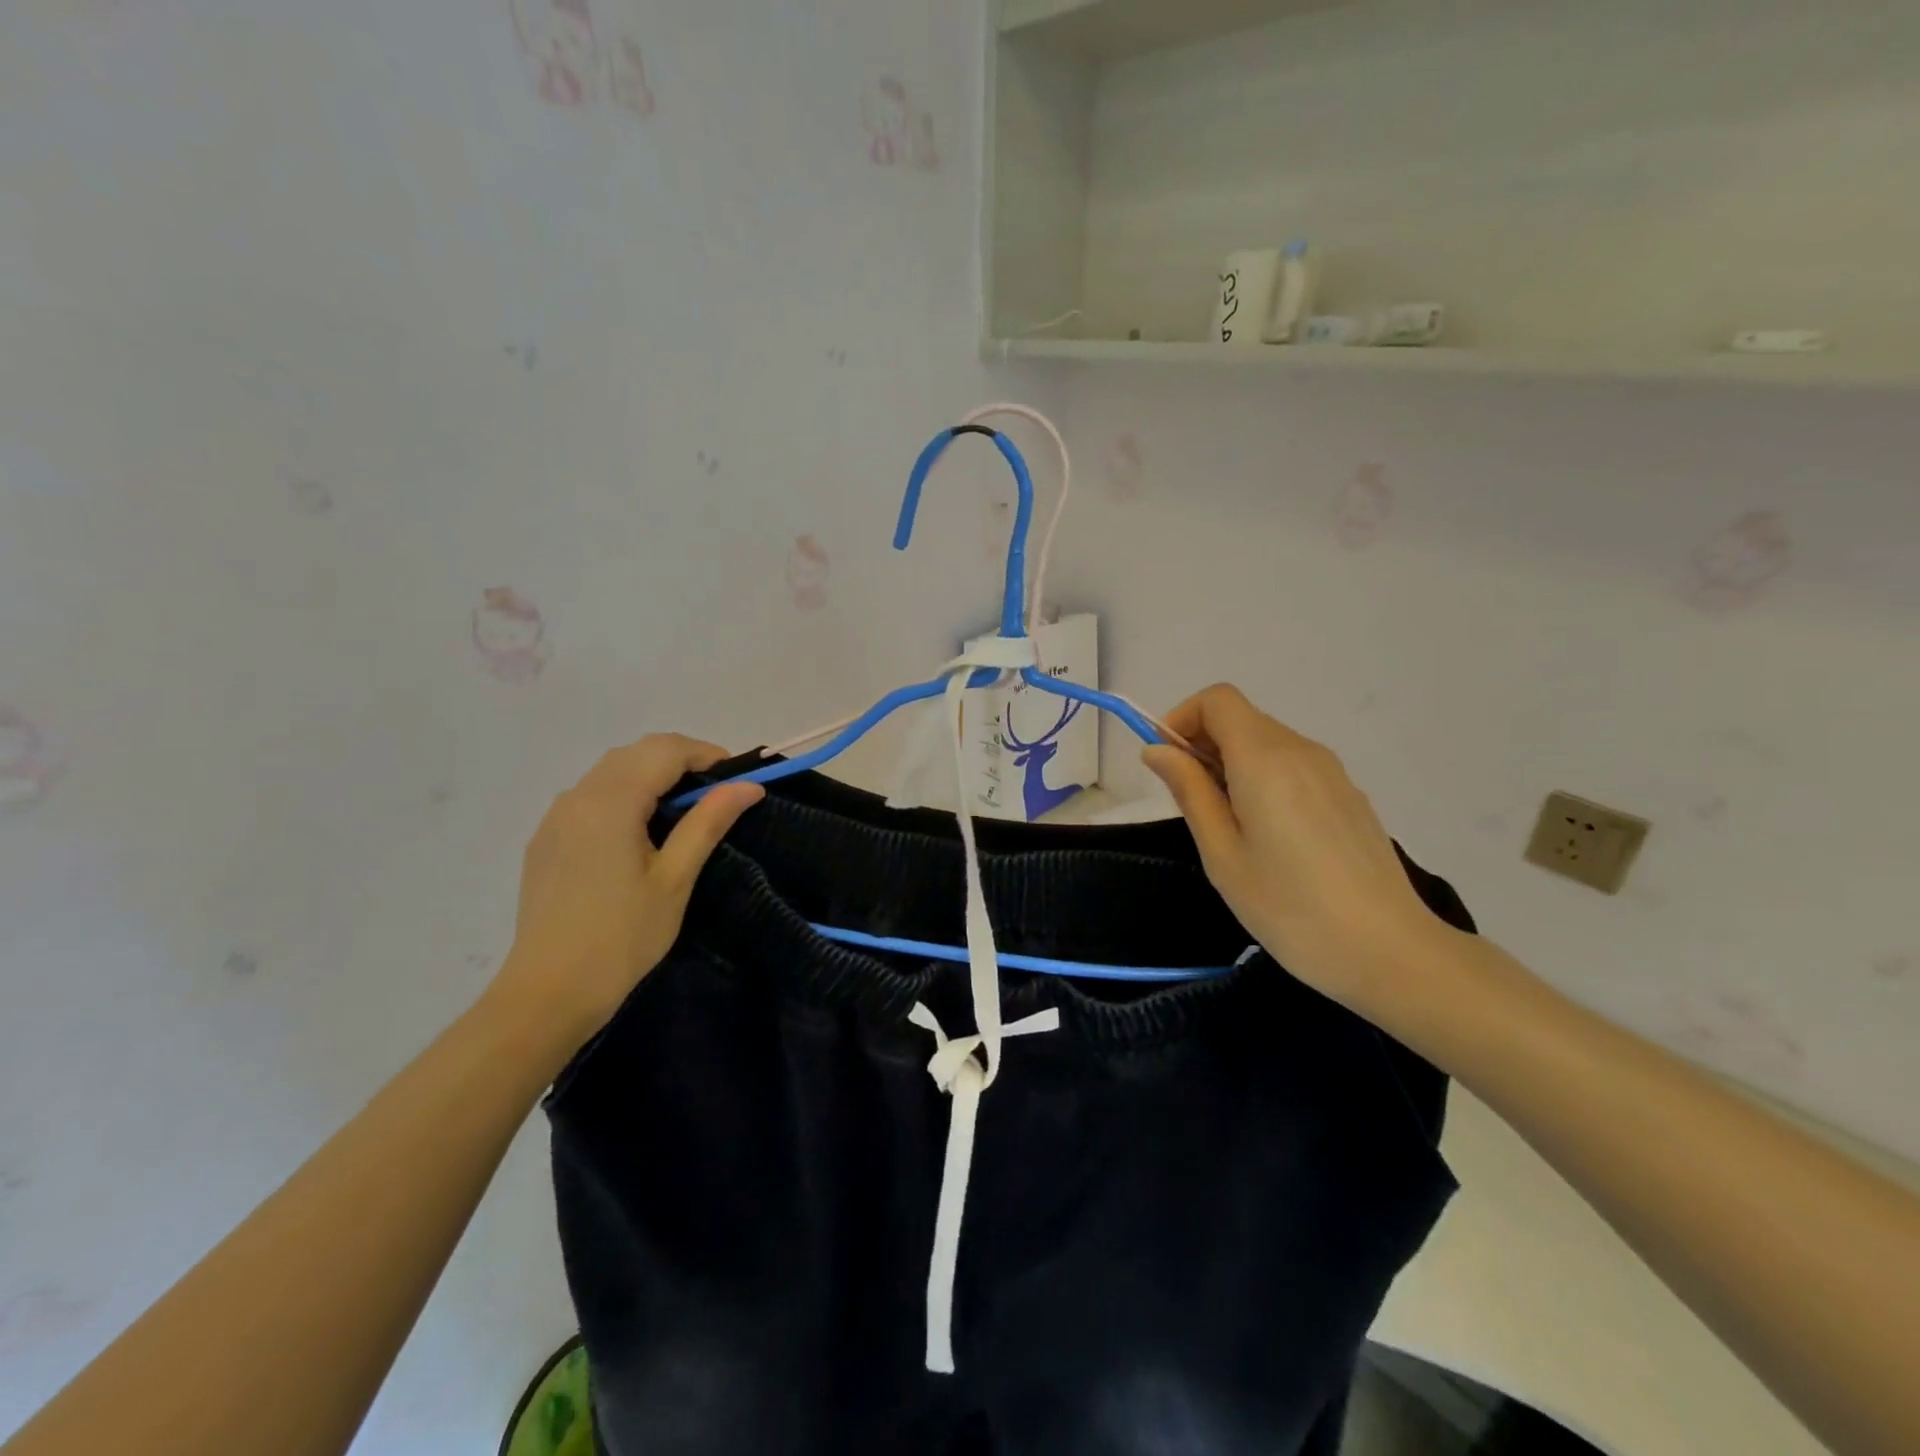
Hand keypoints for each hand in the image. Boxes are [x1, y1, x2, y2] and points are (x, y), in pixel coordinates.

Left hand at [485, 735, 762, 1051]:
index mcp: (610, 802)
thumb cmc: (622, 937)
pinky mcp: (546, 839)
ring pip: (611, 771)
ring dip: (651, 775)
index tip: (736, 780)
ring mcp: (555, 817)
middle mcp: (577, 797)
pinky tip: (640, 831)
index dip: (706, 754)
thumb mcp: (675, 878)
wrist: (548, 993)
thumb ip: (708, 822)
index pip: (665, 750)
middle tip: (716, 795)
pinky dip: (624, 794)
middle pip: (636, 753)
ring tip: (683, 812)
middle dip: (680, 760)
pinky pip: (591, 796)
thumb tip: (748, 785)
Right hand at [1144, 685, 1456, 1013]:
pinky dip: (1263, 779)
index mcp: (1265, 759)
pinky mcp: (1348, 795)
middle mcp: (1301, 751)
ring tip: (1227, 826)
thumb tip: (1158, 749)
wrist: (1389, 951)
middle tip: (1189, 803)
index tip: (1166, 763)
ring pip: (1267, 743)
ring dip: (1232, 764)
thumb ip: (1189, 791)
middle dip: (1203, 744)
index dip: (1182, 718)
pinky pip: (1293, 766)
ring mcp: (1331, 772)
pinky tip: (1269, 836)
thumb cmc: (1289, 907)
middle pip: (1241, 719)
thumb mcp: (1222, 853)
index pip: (1217, 700)